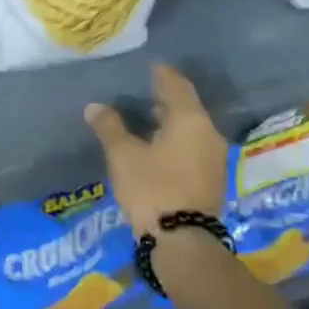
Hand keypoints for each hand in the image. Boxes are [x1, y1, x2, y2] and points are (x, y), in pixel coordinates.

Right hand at [84, 64, 229, 236]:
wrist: (182, 241)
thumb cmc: (152, 188)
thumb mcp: (123, 155)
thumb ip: (109, 127)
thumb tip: (95, 106)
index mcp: (190, 120)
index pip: (177, 86)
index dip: (162, 74)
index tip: (150, 66)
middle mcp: (209, 134)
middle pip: (188, 107)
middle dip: (167, 98)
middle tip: (144, 91)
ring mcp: (214, 159)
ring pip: (192, 130)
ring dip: (172, 122)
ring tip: (148, 119)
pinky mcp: (212, 180)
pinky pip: (193, 148)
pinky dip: (177, 141)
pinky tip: (159, 147)